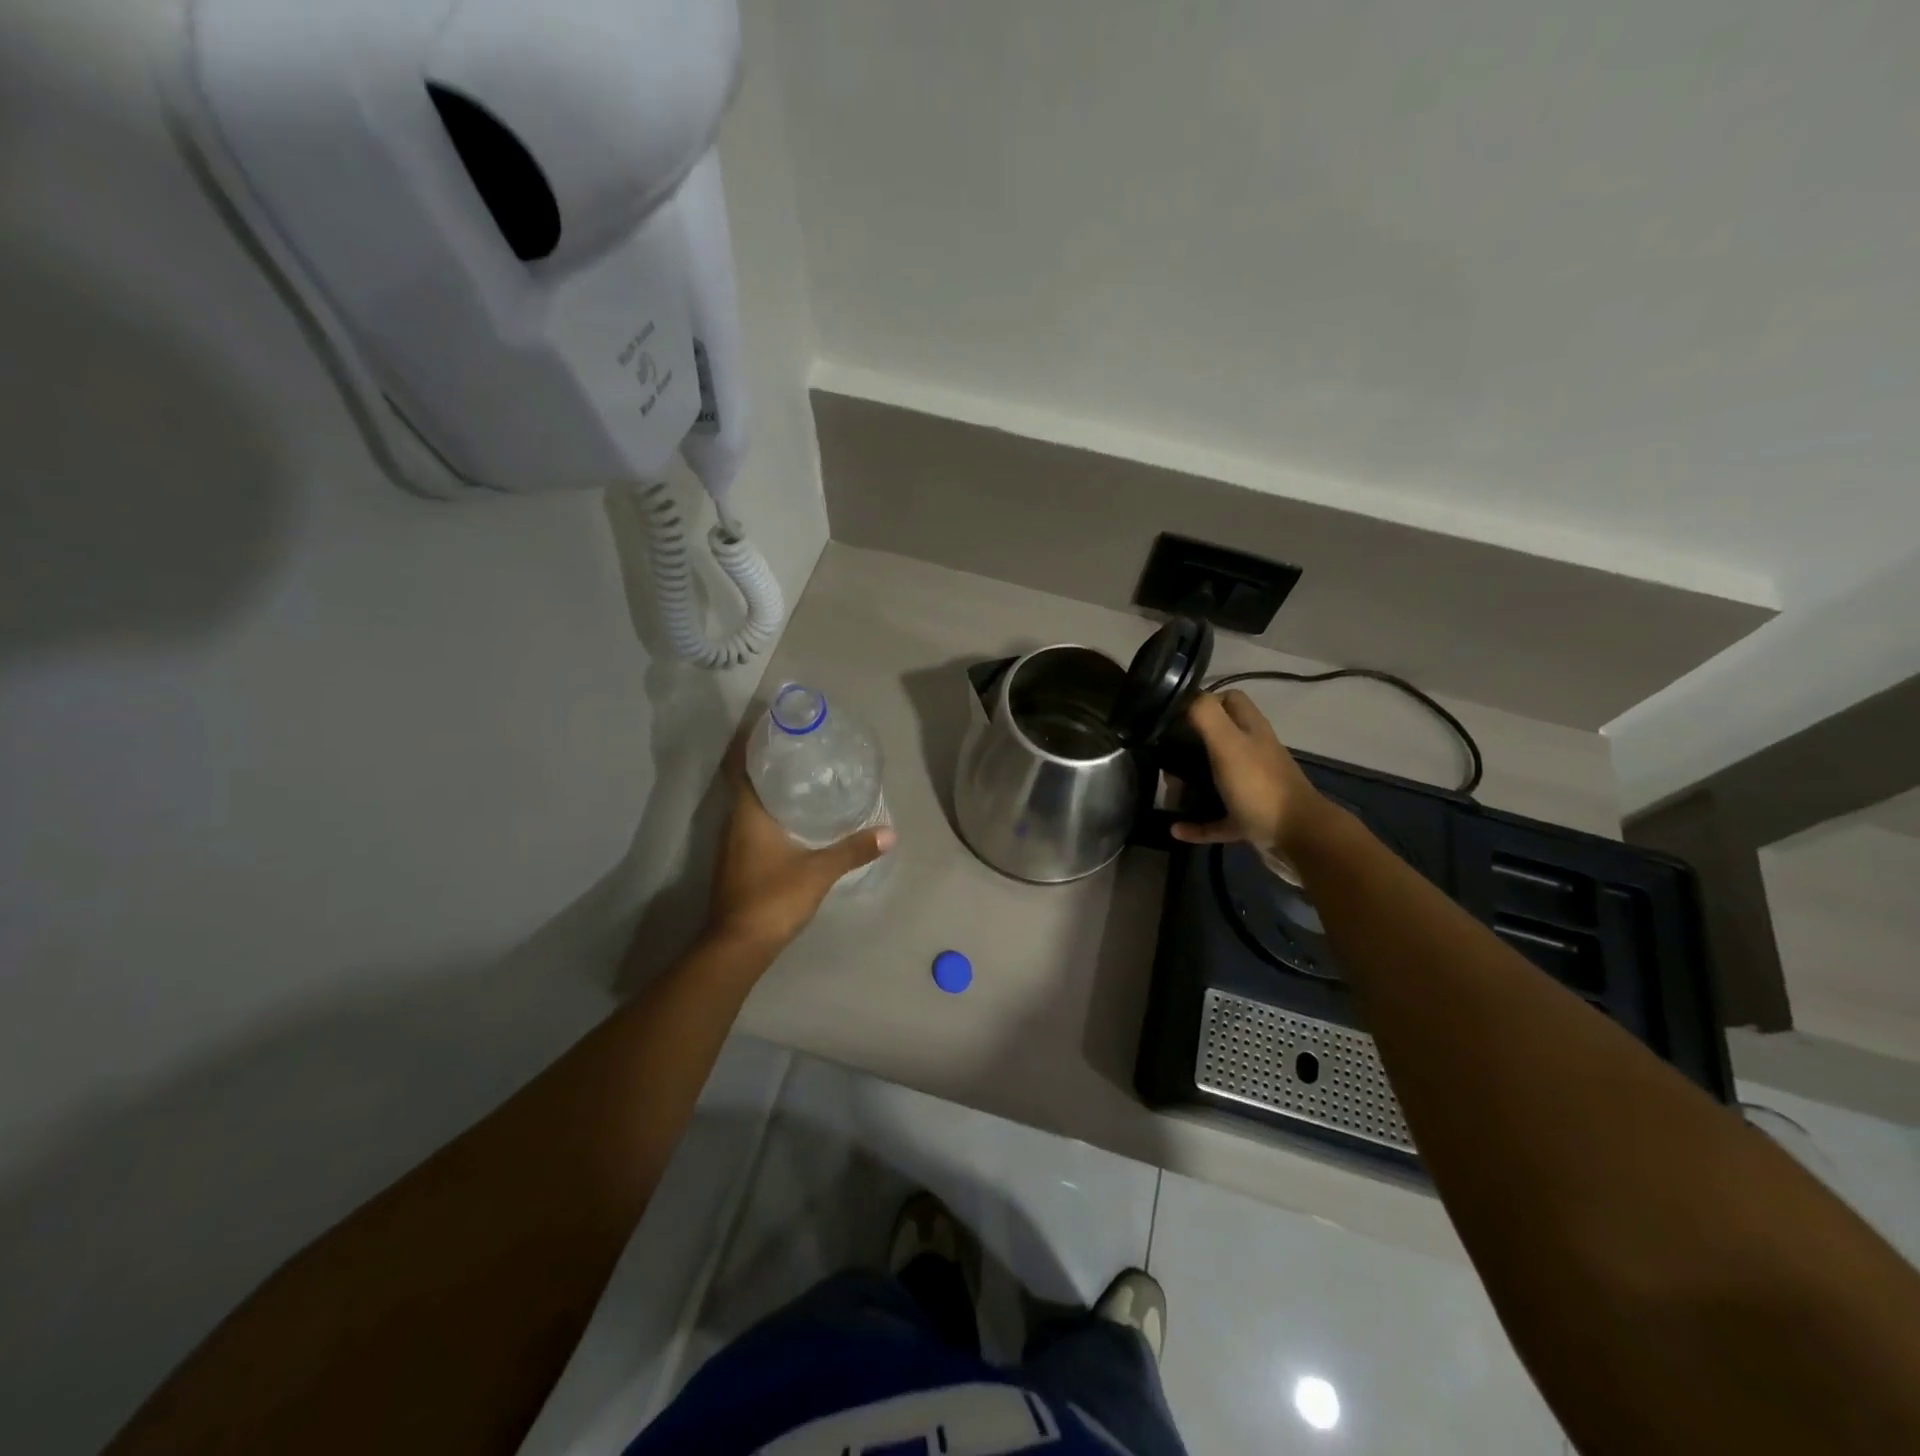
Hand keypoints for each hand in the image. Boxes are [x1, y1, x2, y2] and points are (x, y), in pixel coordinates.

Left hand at [703, 738, 895, 955]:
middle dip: (764, 764)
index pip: (739, 767)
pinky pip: (748, 826)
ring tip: (797, 777)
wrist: (738, 945)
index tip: (767, 726)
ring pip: (746, 806)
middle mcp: (733, 824)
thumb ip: (853, 850)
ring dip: (765, 790)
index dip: (748, 744)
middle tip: (794, 748)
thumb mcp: (819, 871)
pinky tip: (789, 819)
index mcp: (747, 815)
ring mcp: (730, 846)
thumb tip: (890, 833)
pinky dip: (765, 814)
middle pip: (743, 783)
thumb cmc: (773, 897)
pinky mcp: (735, 864)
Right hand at [1171, 690, 1331, 855]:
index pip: (1229, 699)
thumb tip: (1183, 698)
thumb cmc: (1260, 785)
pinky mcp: (1248, 818)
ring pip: (1216, 777)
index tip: (1174, 714)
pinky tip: (1176, 829)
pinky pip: (1216, 818)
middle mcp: (1253, 753)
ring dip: (1191, 783)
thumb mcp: (1228, 743)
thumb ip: (1205, 715)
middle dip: (1190, 743)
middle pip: (1219, 738)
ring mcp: (1252, 787)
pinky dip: (1196, 823)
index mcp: (1251, 730)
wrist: (1298, 838)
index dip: (1204, 700)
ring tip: (1167, 787)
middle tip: (1164, 753)